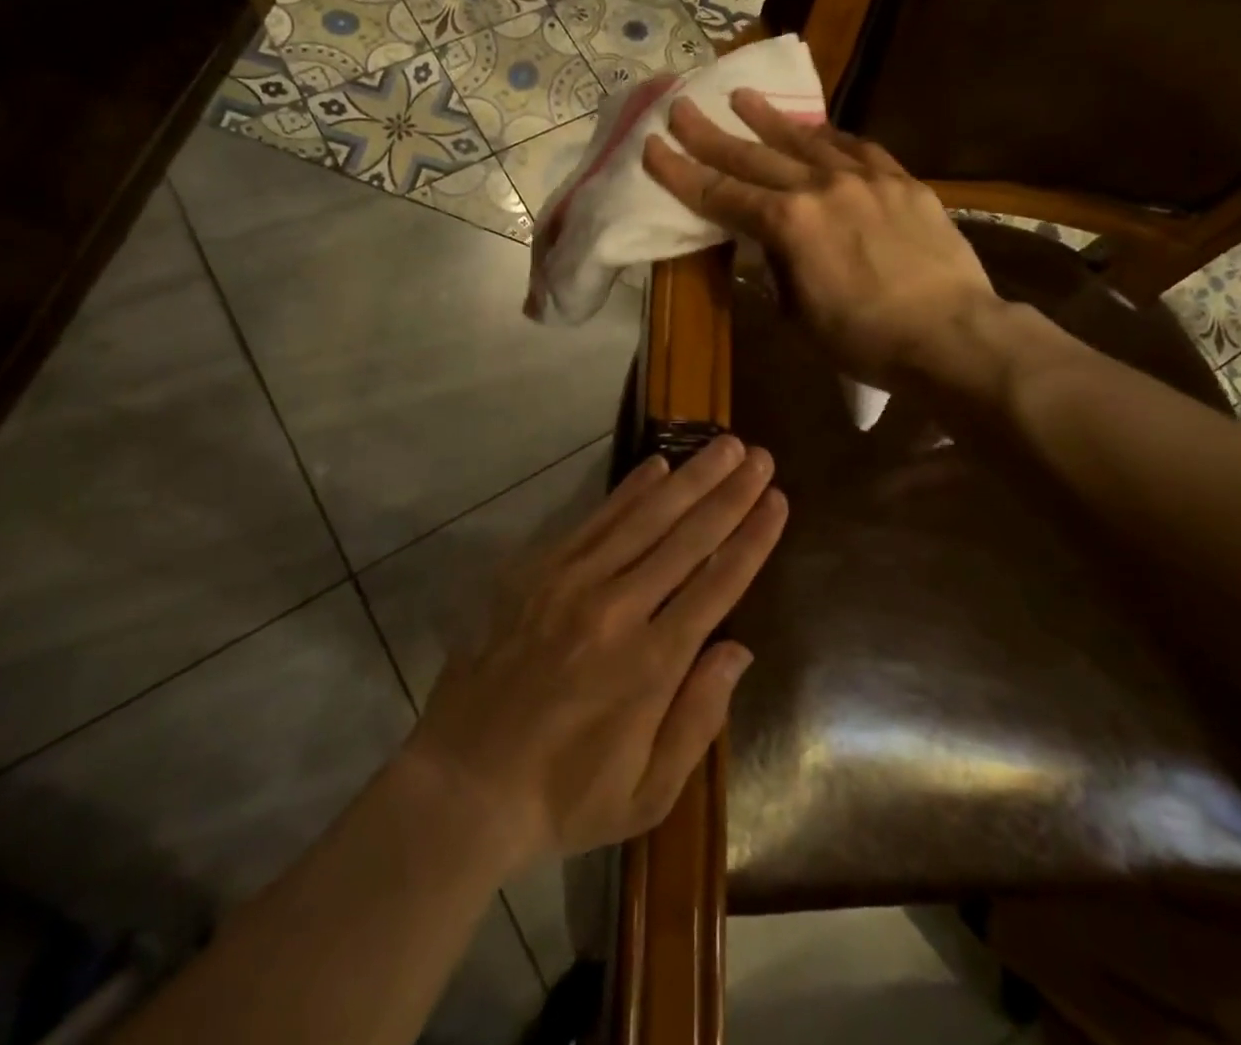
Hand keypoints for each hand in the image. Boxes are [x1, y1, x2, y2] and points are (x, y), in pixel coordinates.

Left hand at [405, 437, 784, 867]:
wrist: (464, 781)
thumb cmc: (564, 795)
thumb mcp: (647, 791)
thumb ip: (698, 717)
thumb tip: (738, 649)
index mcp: (651, 664)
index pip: (717, 584)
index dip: (751, 539)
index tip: (777, 501)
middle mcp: (617, 609)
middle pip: (686, 538)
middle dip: (729, 494)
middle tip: (759, 455)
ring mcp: (572, 583)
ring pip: (644, 517)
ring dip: (689, 478)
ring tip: (722, 445)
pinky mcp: (537, 572)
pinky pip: (594, 521)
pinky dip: (628, 490)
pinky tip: (656, 466)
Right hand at [643, 90, 998, 385]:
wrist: (951, 334)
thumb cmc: (864, 339)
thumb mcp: (798, 315)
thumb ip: (777, 270)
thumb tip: (768, 248)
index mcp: (788, 224)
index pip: (720, 194)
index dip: (680, 172)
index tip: (652, 145)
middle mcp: (821, 188)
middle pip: (754, 157)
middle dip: (711, 133)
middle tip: (680, 106)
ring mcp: (866, 178)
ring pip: (807, 141)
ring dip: (770, 120)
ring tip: (743, 97)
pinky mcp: (902, 182)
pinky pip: (859, 149)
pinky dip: (830, 137)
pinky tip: (818, 130)